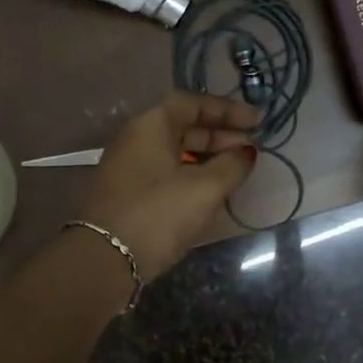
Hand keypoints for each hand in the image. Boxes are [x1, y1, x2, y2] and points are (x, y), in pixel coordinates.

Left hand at [82, 93, 259, 280]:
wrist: (105, 259)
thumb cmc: (159, 213)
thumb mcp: (205, 188)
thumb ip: (232, 165)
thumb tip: (246, 152)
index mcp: (151, 125)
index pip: (192, 103)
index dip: (227, 109)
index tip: (256, 123)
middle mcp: (136, 138)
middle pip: (183, 126)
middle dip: (220, 135)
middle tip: (250, 149)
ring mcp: (129, 167)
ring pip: (174, 151)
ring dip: (207, 156)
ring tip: (236, 171)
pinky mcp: (128, 193)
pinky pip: (166, 172)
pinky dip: (191, 174)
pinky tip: (211, 191)